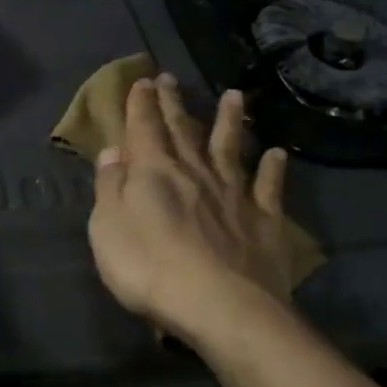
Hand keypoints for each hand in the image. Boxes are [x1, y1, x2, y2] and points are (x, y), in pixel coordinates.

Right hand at [89, 74, 298, 349]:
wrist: (222, 307)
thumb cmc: (149, 269)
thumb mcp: (107, 229)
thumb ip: (109, 187)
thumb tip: (112, 152)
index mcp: (154, 172)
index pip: (144, 128)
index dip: (141, 104)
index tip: (143, 80)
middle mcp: (195, 172)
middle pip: (183, 130)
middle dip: (173, 103)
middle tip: (170, 78)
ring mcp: (234, 194)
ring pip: (231, 148)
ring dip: (230, 121)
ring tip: (234, 96)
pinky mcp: (263, 221)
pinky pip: (269, 188)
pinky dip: (274, 169)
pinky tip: (278, 154)